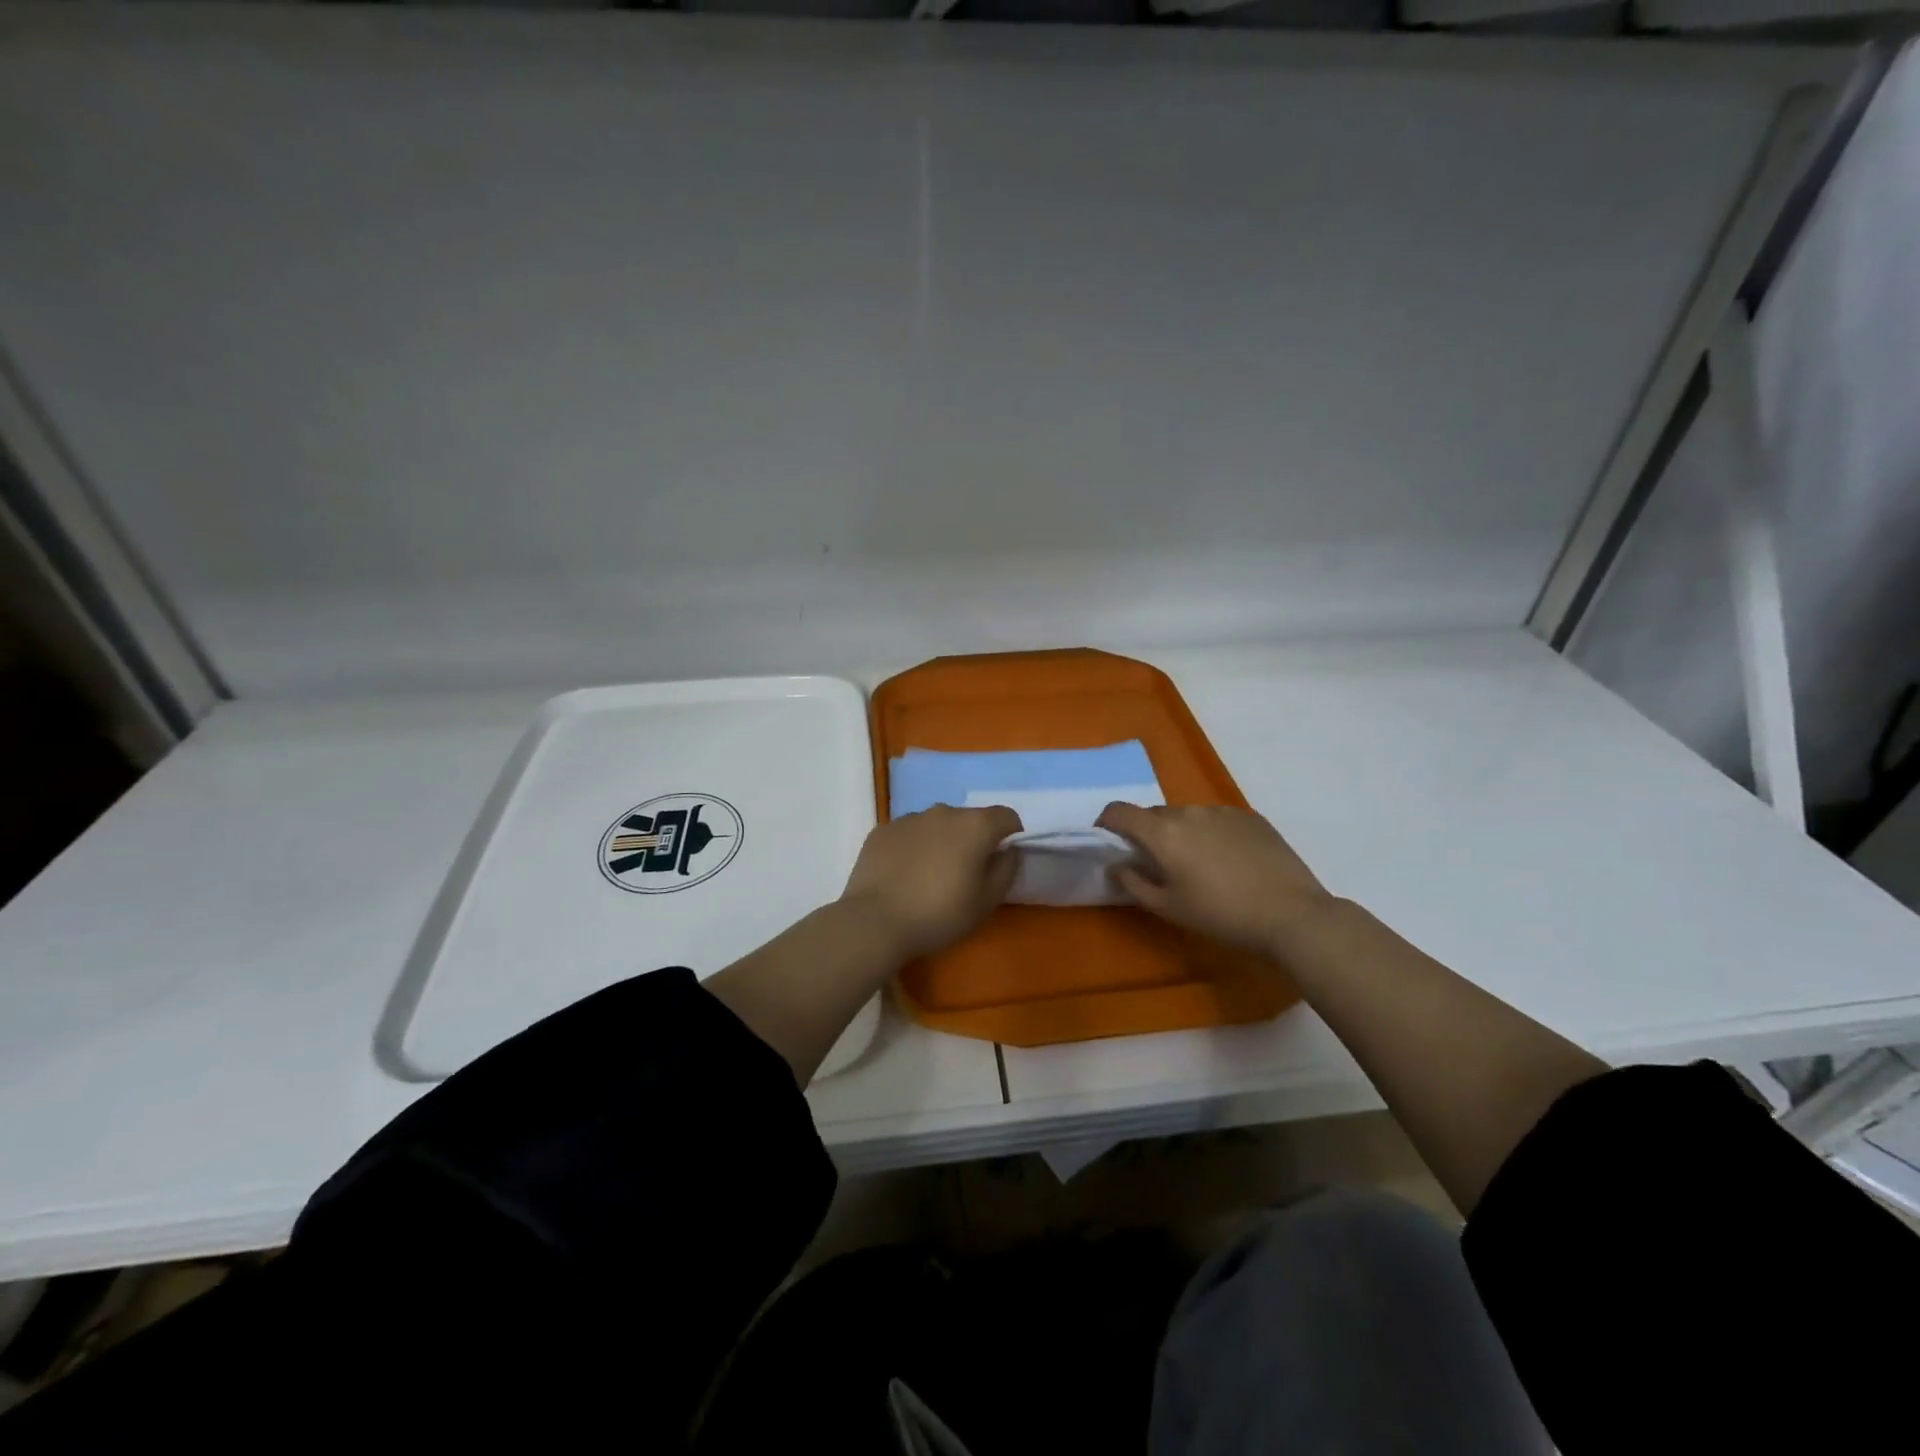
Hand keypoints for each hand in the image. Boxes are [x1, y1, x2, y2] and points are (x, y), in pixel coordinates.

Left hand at [839, 805, 1021, 959]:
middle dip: (973, 839)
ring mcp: (909, 818)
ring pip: (936, 824)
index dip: (1011, 835)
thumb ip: (1006, 870)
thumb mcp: (986, 902)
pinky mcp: (882, 830)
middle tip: (965, 873)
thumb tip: (1008, 851)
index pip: (1006, 816)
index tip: (1002, 860)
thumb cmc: (940, 914)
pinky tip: (903, 875)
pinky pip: (908, 833)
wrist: (875, 922)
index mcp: (974, 826)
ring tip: (930, 875)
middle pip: (969, 819)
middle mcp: (943, 812)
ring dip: (941, 841)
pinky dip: (912, 847)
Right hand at [1096, 802, 1334, 955]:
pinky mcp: (1250, 816)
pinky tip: (1228, 861)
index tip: (1108, 840)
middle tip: (1157, 863)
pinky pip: (1216, 819)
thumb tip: (1116, 865)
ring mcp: (1221, 811)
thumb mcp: (1168, 908)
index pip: (1119, 811)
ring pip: (1186, 816)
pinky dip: (1210, 833)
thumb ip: (1133, 883)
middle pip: (1153, 814)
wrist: (1290, 914)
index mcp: (1162, 833)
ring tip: (1198, 864)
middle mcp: (1188, 812)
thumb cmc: (1221, 915)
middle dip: (1146, 833)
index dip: (1106, 822)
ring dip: (1180, 833)